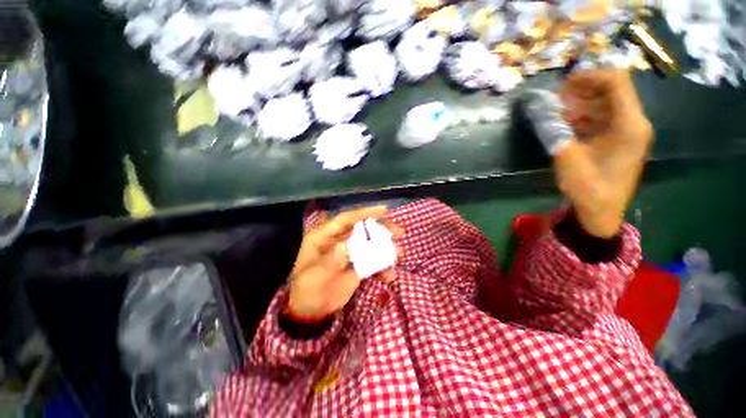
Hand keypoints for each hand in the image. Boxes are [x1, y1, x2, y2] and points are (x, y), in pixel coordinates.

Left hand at [287, 206, 401, 320]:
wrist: (311, 312)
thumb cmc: (307, 291)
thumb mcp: (313, 278)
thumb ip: (329, 263)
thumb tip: (344, 246)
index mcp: (324, 237)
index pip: (345, 219)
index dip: (364, 213)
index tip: (384, 210)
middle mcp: (338, 241)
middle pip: (362, 229)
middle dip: (381, 229)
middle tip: (399, 232)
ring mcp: (349, 253)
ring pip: (370, 244)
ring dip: (385, 247)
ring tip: (400, 252)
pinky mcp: (356, 266)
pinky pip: (372, 262)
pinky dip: (382, 266)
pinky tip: (389, 276)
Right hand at [555, 70, 652, 237]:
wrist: (601, 214)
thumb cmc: (589, 190)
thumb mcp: (568, 160)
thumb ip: (555, 132)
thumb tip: (540, 110)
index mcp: (630, 125)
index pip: (616, 82)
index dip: (588, 76)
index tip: (561, 86)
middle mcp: (633, 122)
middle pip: (610, 90)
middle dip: (581, 90)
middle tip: (554, 100)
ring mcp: (626, 131)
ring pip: (604, 103)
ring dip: (579, 103)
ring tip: (556, 112)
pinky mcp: (617, 140)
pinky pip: (600, 118)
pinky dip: (582, 116)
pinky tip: (564, 123)